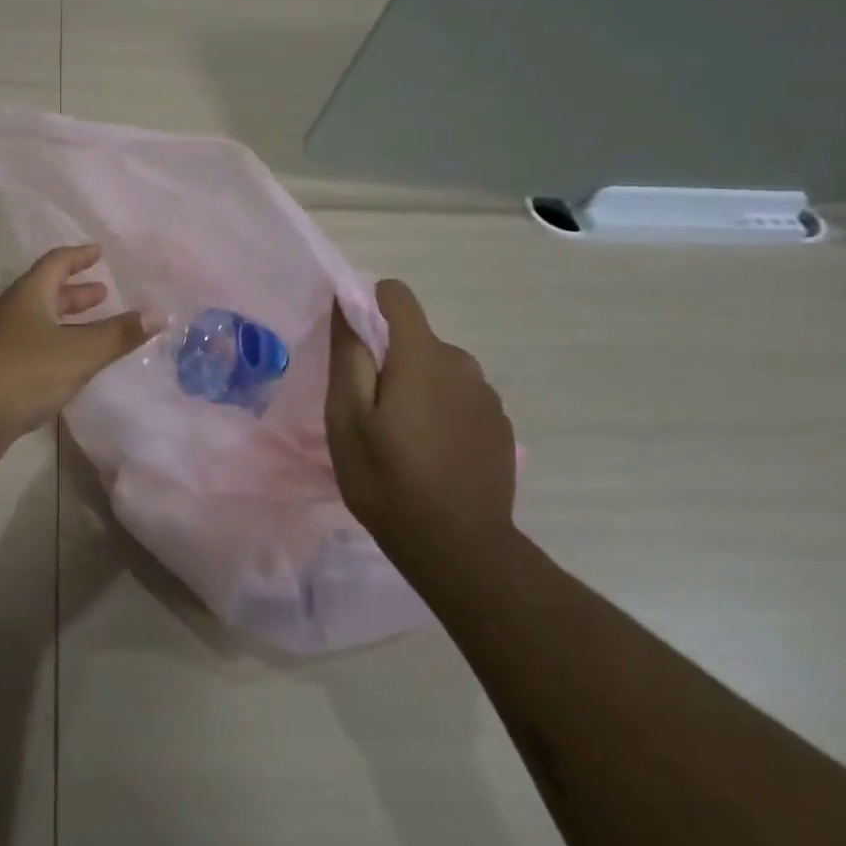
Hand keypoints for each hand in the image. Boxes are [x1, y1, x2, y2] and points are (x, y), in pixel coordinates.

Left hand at [0, 245, 147, 467]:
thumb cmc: (25, 372)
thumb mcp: (80, 352)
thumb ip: (119, 334)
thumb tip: (159, 312)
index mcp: (29, 295)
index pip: (56, 263)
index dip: (79, 256)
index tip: (99, 252)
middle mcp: (14, 312)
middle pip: (47, 291)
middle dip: (76, 291)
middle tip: (104, 292)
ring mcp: (3, 342)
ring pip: (41, 320)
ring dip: (68, 319)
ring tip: (95, 326)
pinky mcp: (1, 370)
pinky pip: (36, 346)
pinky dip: (59, 344)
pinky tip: (73, 363)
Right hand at [325, 280, 518, 576]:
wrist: (460, 548)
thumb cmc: (388, 481)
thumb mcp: (346, 421)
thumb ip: (348, 357)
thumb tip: (346, 307)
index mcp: (421, 357)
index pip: (397, 297)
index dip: (369, 306)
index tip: (353, 345)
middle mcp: (461, 364)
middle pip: (416, 337)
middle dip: (390, 359)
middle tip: (370, 411)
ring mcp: (486, 396)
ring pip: (439, 368)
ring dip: (417, 385)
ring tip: (401, 436)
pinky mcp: (500, 424)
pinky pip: (460, 396)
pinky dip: (441, 409)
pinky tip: (432, 453)